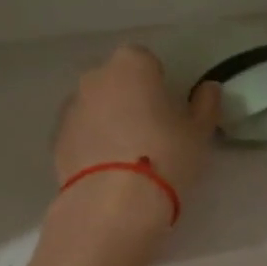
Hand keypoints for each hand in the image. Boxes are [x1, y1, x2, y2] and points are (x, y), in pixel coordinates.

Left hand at [54, 45, 220, 231]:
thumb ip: (206, 105)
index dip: (159, 84)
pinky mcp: (57, 139)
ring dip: (108, 120)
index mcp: (131, 64)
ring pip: (95, 107)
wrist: (112, 203)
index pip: (147, 62)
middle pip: (116, 82)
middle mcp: (95, 77)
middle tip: (149, 131)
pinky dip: (92, 143)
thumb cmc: (165, 156)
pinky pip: (81, 133)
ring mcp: (71, 108)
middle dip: (129, 99)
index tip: (168, 110)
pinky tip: (107, 171)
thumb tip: (209, 88)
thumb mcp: (198, 133)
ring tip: (126, 156)